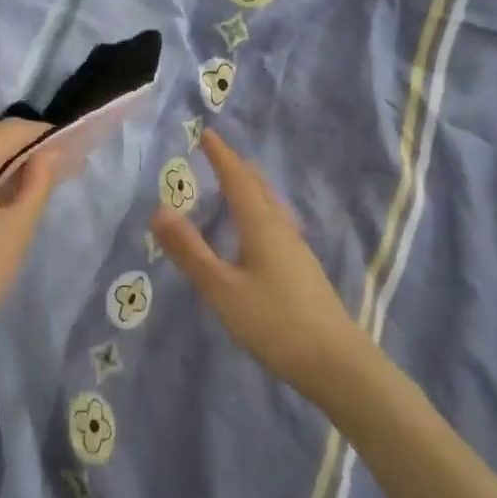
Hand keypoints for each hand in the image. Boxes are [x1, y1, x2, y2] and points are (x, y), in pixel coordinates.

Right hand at [151, 129, 365, 396]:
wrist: (336, 364)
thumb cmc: (275, 322)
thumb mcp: (222, 289)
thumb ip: (190, 251)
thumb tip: (159, 209)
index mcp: (261, 225)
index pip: (238, 179)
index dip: (221, 156)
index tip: (206, 133)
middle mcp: (281, 229)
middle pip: (259, 187)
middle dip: (237, 167)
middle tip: (217, 155)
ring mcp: (296, 250)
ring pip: (270, 205)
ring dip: (250, 188)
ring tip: (233, 186)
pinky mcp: (302, 270)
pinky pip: (275, 224)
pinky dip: (257, 211)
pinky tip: (254, 233)